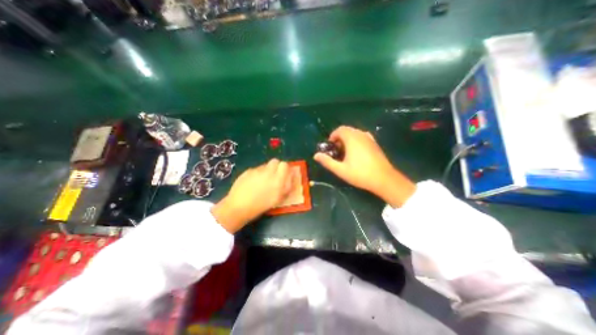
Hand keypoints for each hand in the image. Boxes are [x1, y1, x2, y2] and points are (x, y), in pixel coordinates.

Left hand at [211, 158, 294, 232]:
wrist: (238, 206)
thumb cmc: (261, 205)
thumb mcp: (278, 199)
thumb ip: (286, 186)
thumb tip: (289, 177)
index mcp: (277, 179)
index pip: (285, 165)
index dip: (285, 169)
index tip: (284, 174)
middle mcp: (268, 172)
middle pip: (275, 161)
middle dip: (276, 166)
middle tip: (274, 176)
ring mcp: (256, 170)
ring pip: (265, 165)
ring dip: (267, 170)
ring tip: (262, 182)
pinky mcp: (247, 171)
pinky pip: (256, 169)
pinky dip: (257, 174)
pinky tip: (252, 183)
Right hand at [314, 124, 414, 206]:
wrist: (384, 179)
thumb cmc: (360, 174)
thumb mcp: (340, 169)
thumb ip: (327, 161)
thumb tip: (315, 155)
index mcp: (352, 138)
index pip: (340, 129)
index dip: (333, 136)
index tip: (330, 146)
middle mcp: (361, 135)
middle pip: (347, 130)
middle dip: (339, 138)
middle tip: (336, 151)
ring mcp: (370, 138)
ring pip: (355, 133)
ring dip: (347, 139)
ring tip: (345, 153)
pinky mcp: (375, 143)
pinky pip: (362, 137)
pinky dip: (356, 141)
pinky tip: (356, 153)